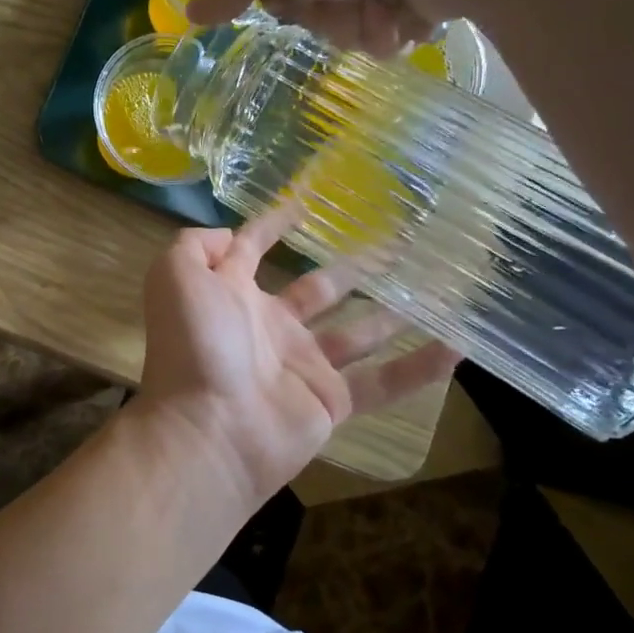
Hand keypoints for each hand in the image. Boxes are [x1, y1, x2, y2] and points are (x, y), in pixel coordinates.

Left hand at [135, 213, 459, 511]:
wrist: (211, 429)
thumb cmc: (194, 345)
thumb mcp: (175, 276)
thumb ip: (195, 246)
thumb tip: (230, 235)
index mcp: (232, 294)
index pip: (251, 250)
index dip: (271, 225)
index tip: (304, 203)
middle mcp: (269, 326)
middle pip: (319, 289)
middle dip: (353, 267)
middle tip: (397, 242)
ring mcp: (302, 365)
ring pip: (357, 332)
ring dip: (393, 312)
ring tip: (437, 286)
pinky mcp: (330, 401)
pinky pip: (383, 383)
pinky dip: (419, 368)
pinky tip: (458, 346)